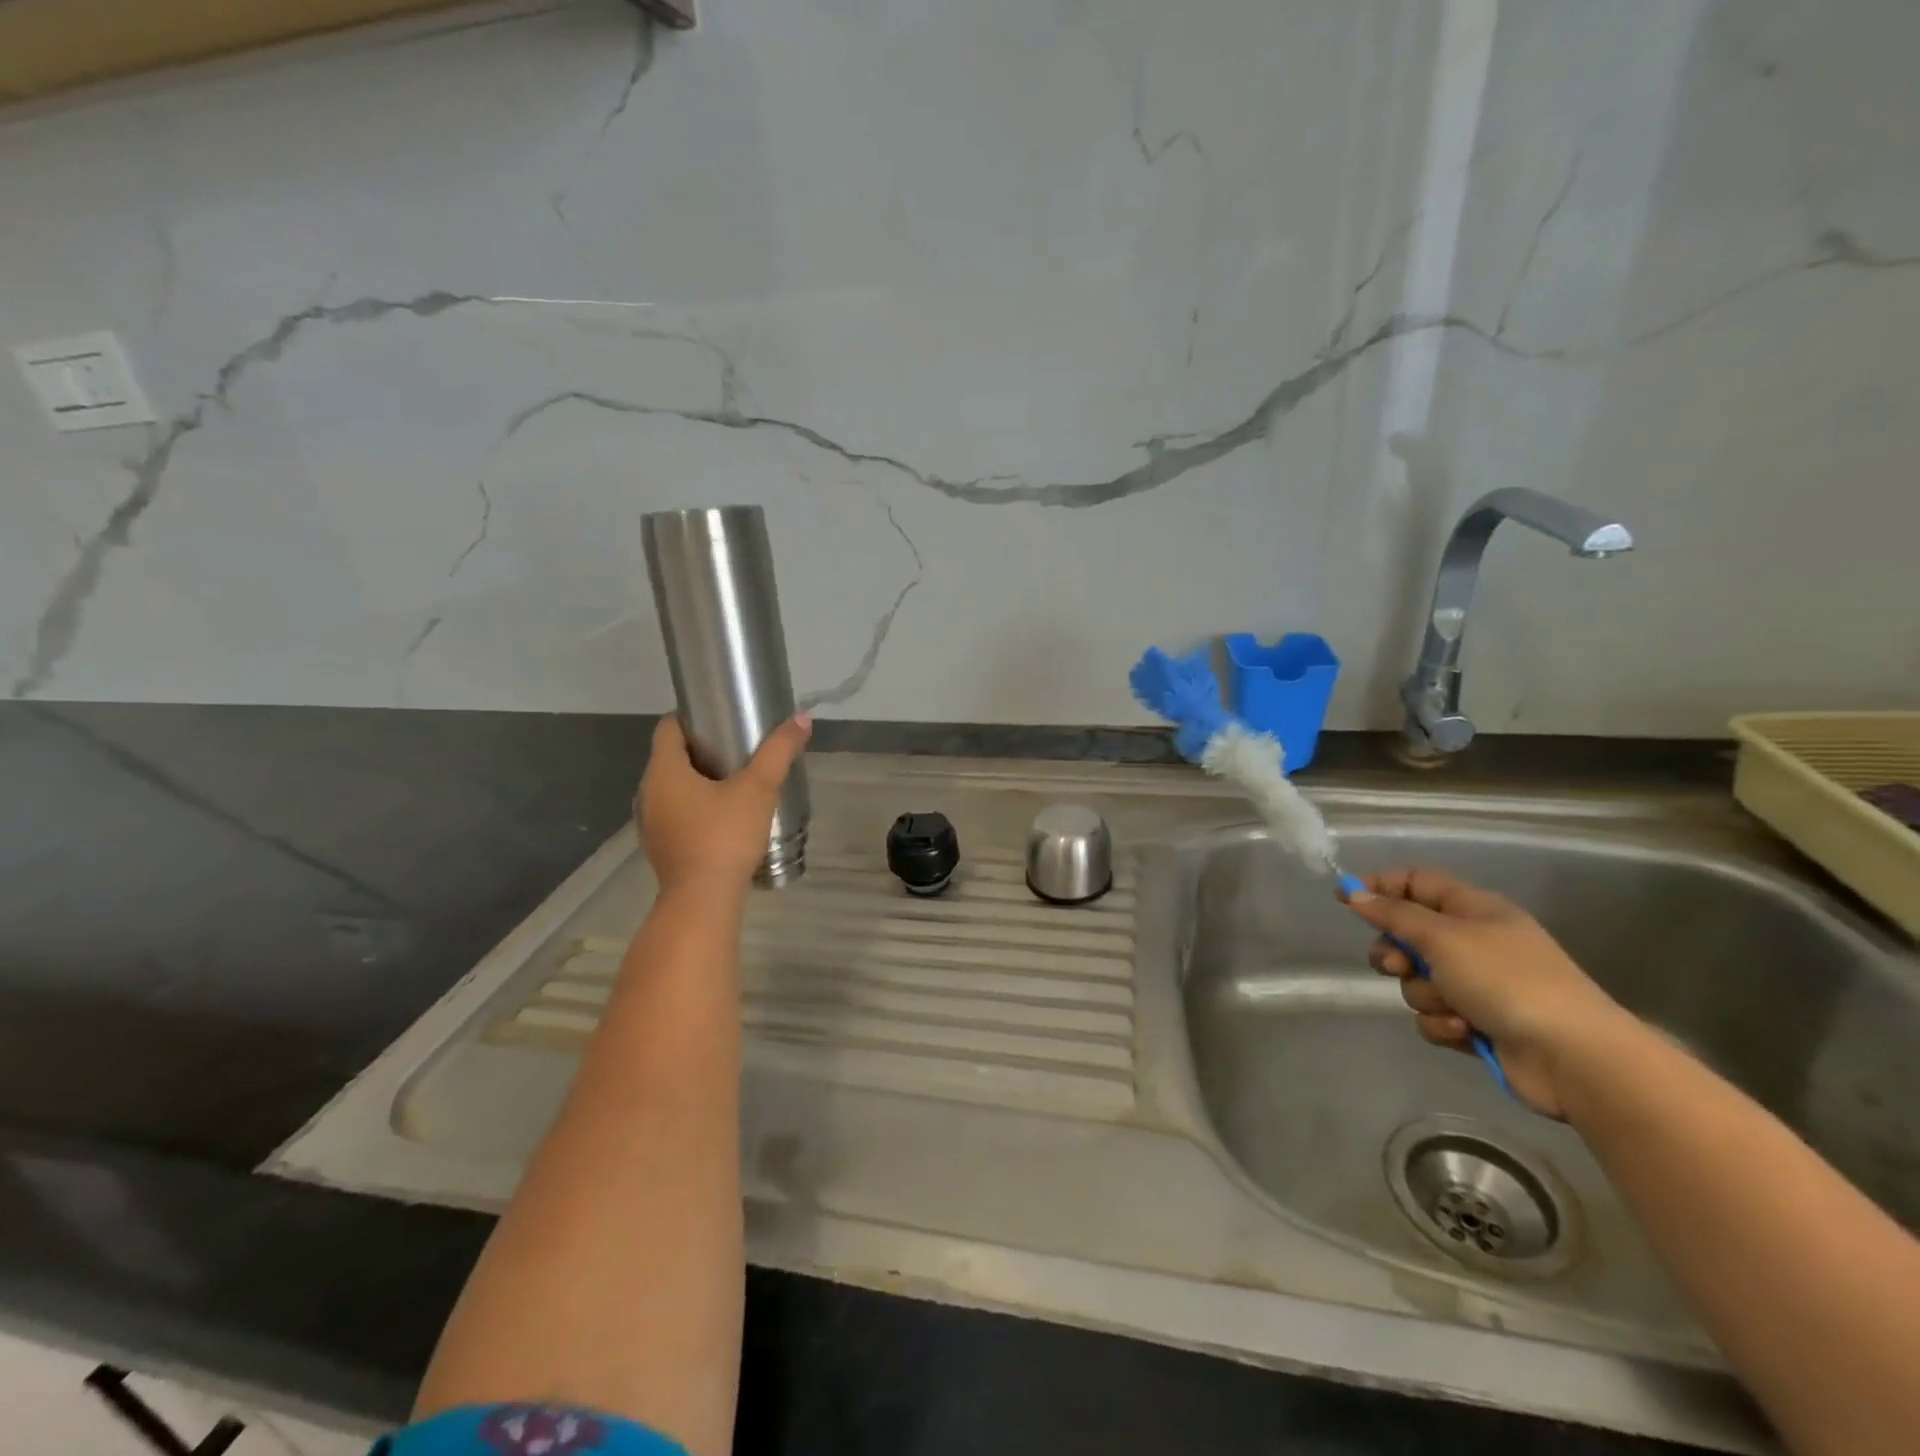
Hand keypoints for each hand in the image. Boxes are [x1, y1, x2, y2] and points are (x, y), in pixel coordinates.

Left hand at [636, 713, 811, 895]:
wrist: (703, 901)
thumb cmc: (725, 837)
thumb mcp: (758, 789)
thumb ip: (779, 752)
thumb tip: (802, 718)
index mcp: (664, 771)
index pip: (668, 727)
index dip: (693, 716)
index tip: (723, 718)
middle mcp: (648, 792)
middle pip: (672, 756)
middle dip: (702, 748)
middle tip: (739, 747)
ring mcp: (650, 822)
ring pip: (673, 786)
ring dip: (699, 779)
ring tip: (736, 781)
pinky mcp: (660, 846)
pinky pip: (676, 811)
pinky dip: (695, 805)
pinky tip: (724, 815)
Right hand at [1346, 867, 1625, 1117]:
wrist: (1573, 1057)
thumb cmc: (1507, 980)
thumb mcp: (1443, 937)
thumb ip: (1394, 915)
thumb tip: (1355, 893)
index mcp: (1474, 909)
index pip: (1417, 881)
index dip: (1381, 886)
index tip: (1346, 899)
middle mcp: (1473, 942)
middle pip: (1408, 935)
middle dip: (1396, 953)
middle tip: (1397, 965)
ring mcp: (1477, 984)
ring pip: (1417, 980)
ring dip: (1425, 994)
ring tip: (1451, 1006)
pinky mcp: (1476, 1023)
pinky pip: (1434, 1015)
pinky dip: (1443, 1023)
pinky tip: (1464, 1032)